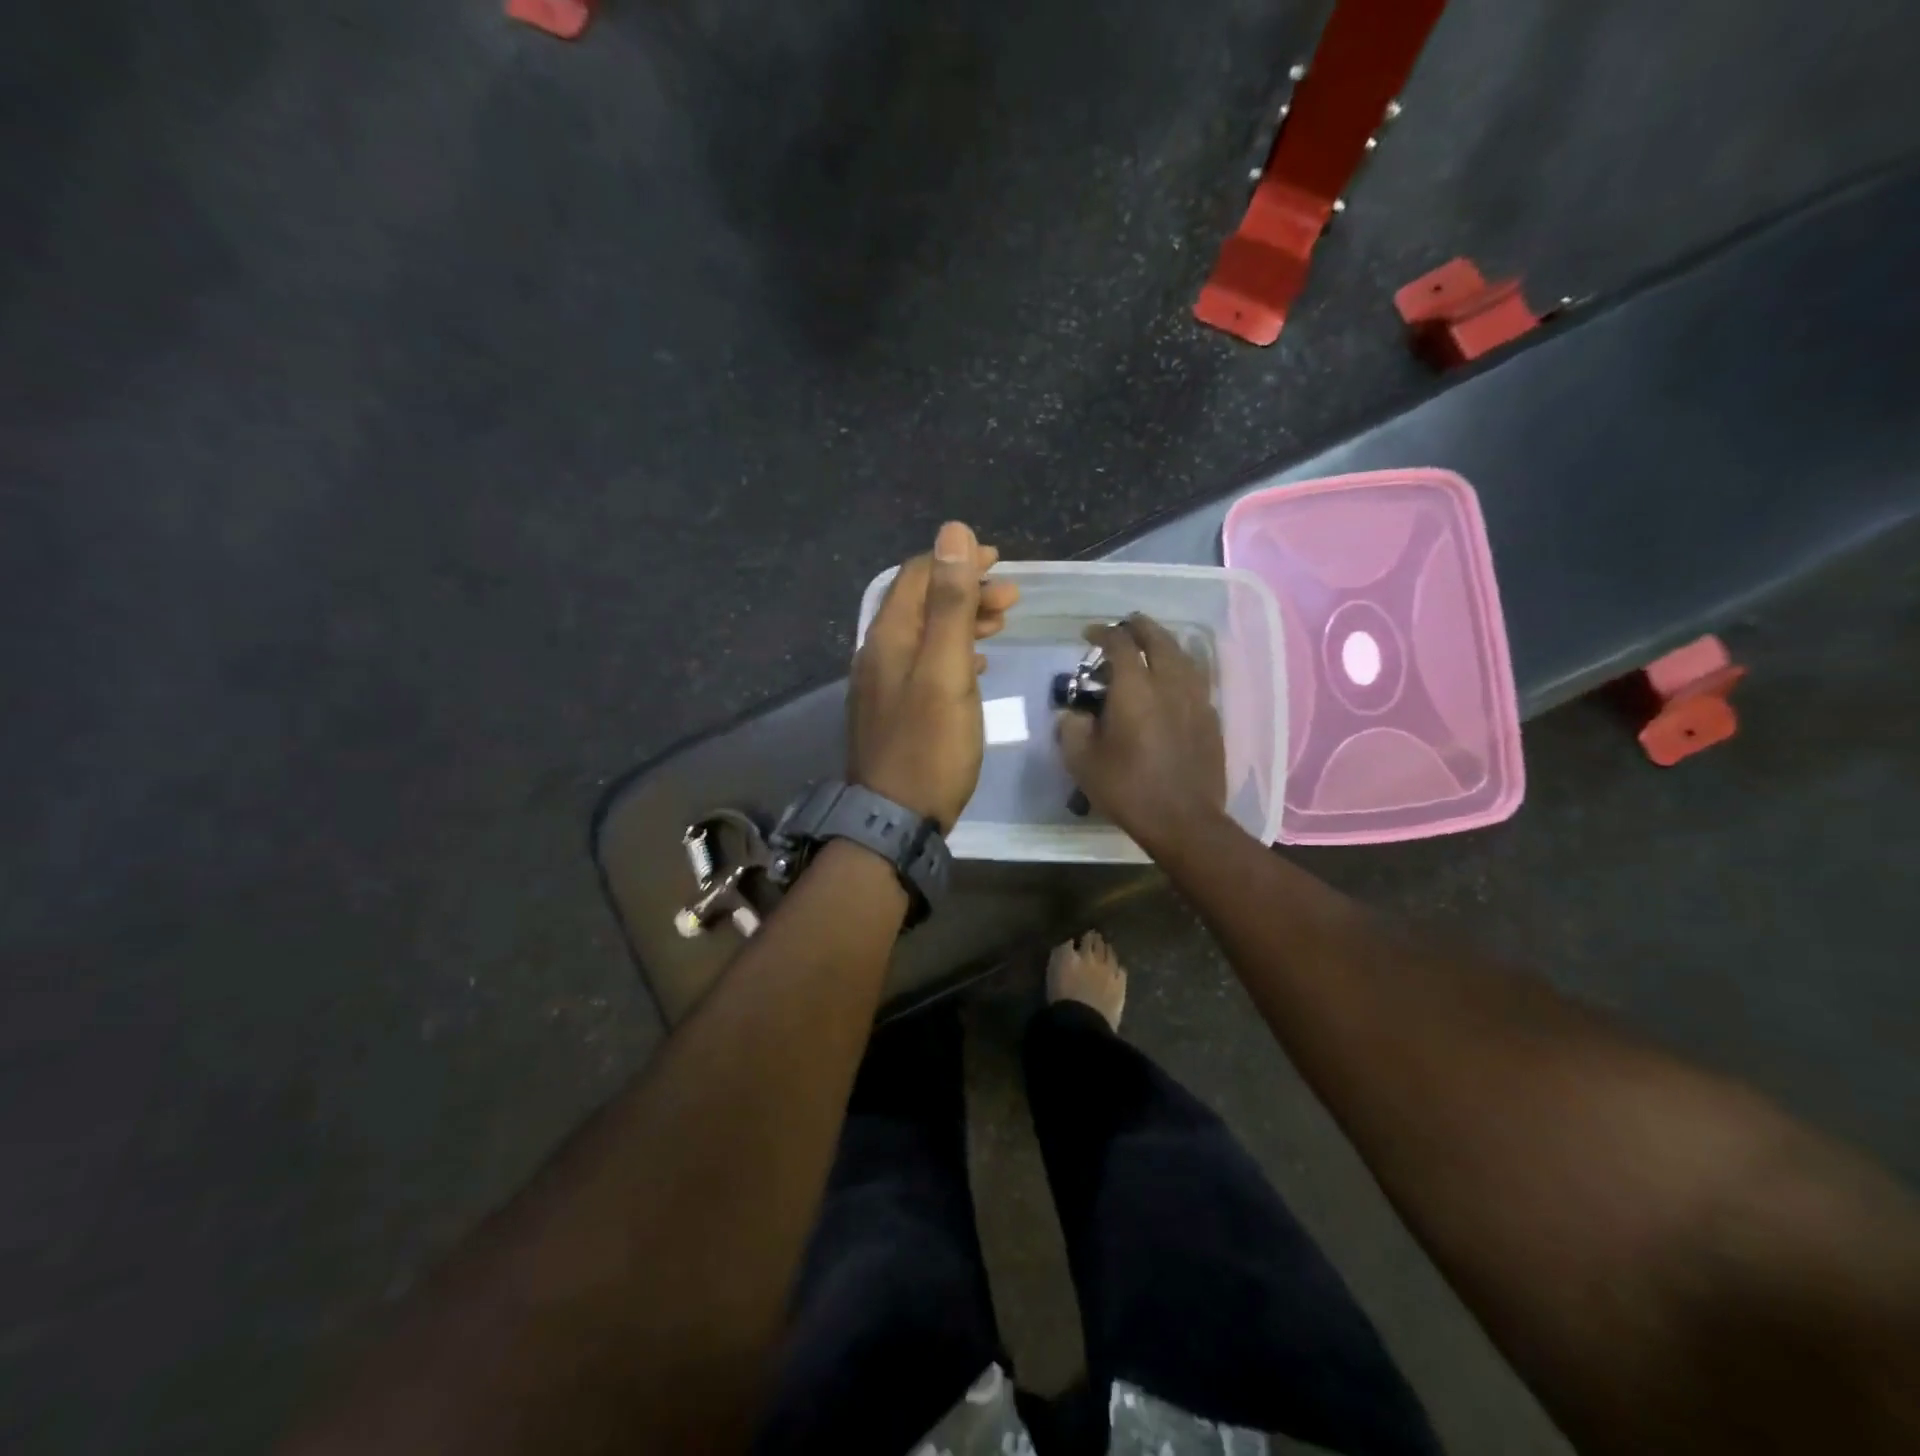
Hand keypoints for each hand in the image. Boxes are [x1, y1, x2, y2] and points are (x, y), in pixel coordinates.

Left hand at [849, 522, 1019, 829]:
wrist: (894, 820)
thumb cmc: (929, 745)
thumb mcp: (946, 669)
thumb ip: (951, 603)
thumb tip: (952, 531)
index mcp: (889, 636)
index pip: (918, 575)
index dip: (956, 560)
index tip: (998, 562)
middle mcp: (878, 652)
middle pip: (921, 603)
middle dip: (965, 590)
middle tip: (1010, 598)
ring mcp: (882, 683)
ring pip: (925, 634)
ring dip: (962, 621)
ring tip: (1000, 623)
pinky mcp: (894, 710)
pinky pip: (924, 664)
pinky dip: (952, 653)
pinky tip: (976, 664)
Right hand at [1057, 614, 1226, 849]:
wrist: (1184, 820)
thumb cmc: (1127, 788)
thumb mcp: (1081, 761)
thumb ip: (1071, 728)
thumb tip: (1074, 714)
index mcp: (1135, 688)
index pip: (1119, 643)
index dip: (1102, 632)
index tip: (1088, 634)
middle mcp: (1169, 683)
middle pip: (1158, 639)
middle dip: (1138, 626)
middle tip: (1124, 626)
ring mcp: (1196, 698)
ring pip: (1182, 655)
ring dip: (1163, 643)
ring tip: (1150, 646)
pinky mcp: (1211, 717)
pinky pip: (1195, 678)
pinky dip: (1180, 668)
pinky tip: (1172, 680)